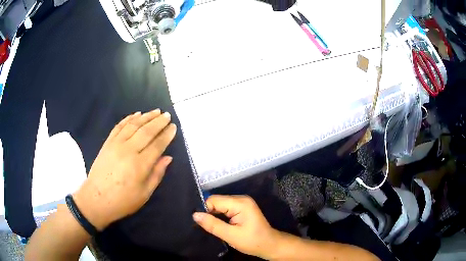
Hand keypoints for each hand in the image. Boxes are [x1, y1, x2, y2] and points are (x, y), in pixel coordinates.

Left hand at [73, 109, 176, 230]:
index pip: (157, 145)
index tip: (173, 127)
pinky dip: (129, 118)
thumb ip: (157, 174)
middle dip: (159, 121)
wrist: (97, 199)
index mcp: (140, 165)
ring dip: (146, 116)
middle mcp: (128, 151)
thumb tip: (168, 157)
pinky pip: (119, 126)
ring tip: (156, 111)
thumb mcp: (144, 193)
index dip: (167, 135)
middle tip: (167, 115)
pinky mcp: (107, 143)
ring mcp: (116, 144)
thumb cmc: (123, 200)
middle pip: (146, 131)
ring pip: (133, 125)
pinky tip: (136, 114)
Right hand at [192, 195, 281, 258]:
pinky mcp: (242, 209)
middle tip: (205, 227)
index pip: (214, 200)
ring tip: (211, 227)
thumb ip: (213, 225)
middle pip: (217, 202)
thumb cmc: (253, 241)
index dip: (205, 211)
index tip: (200, 223)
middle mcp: (241, 199)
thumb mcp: (231, 235)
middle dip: (210, 213)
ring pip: (220, 206)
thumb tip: (195, 215)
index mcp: (240, 203)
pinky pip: (225, 209)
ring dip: (215, 216)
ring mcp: (242, 203)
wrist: (270, 245)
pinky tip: (219, 225)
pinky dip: (220, 217)